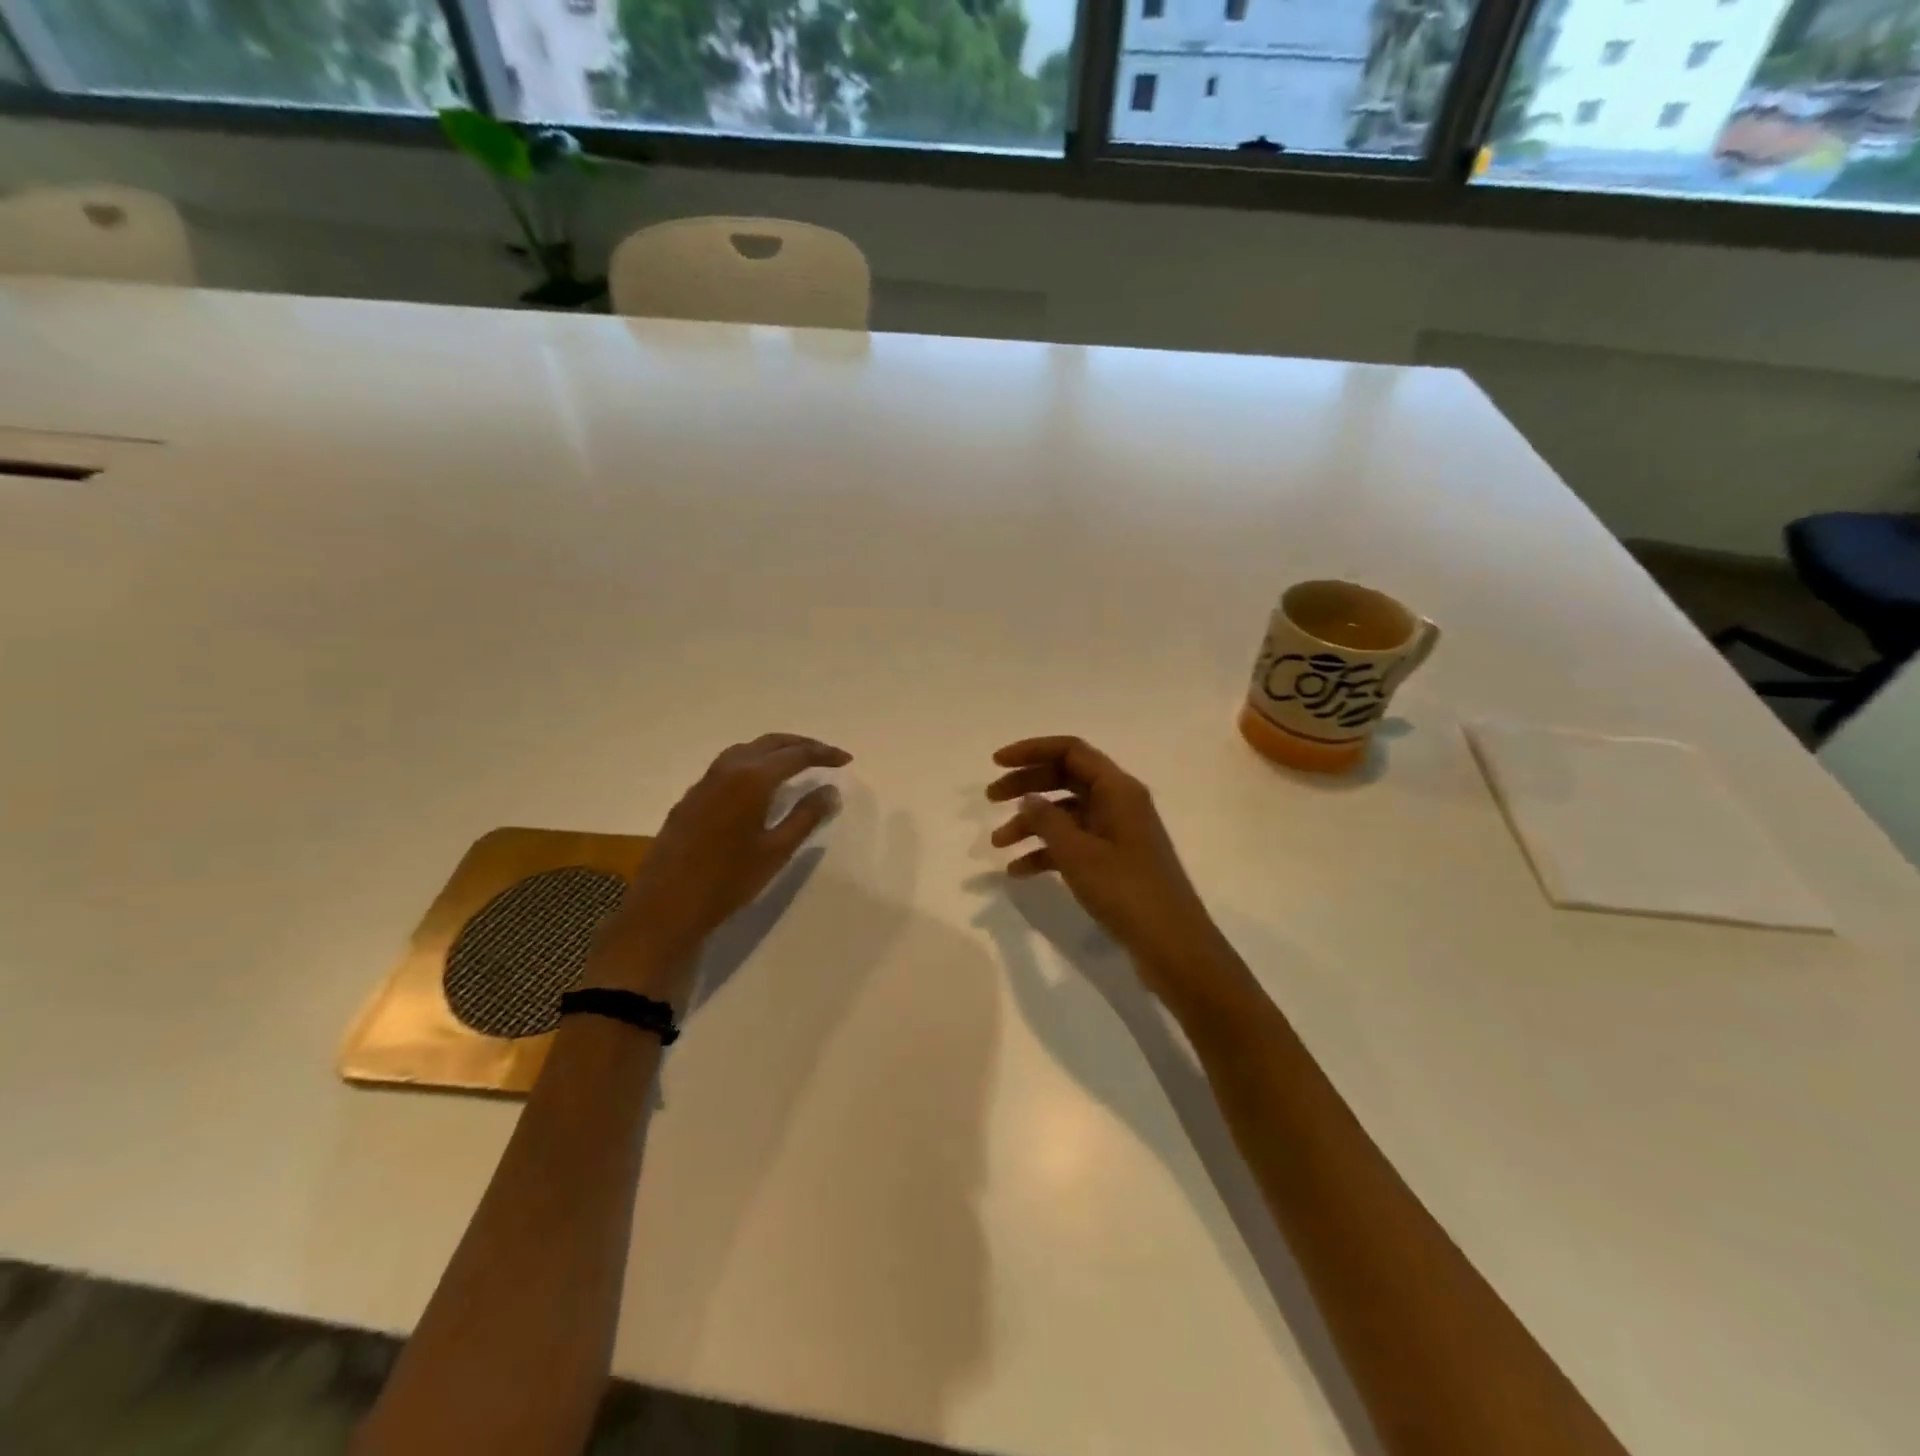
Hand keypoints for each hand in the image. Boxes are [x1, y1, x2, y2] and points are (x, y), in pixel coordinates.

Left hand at [584, 734, 850, 1003]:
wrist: (666, 907)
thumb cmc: (728, 881)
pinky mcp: (691, 797)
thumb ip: (806, 816)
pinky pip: (728, 765)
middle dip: (801, 744)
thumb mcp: (776, 851)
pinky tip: (759, 784)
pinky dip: (753, 762)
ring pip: (746, 750)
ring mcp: (705, 782)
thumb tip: (830, 790)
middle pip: (770, 743)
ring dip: (775, 750)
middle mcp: (727, 770)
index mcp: (751, 779)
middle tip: (826, 755)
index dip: (823, 754)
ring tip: (796, 763)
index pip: (795, 755)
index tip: (846, 760)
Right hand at [987, 736, 1235, 999]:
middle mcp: (1119, 802)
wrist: (1173, 946)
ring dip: (1031, 823)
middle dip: (1026, 785)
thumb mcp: (1079, 853)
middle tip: (990, 798)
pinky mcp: (1115, 860)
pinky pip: (1074, 842)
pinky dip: (1046, 851)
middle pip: (1065, 778)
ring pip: (1066, 813)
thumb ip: (1047, 820)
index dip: (1031, 751)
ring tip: (998, 844)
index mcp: (1118, 789)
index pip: (1070, 751)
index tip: (996, 763)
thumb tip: (1028, 797)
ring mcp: (1118, 832)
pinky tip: (1019, 871)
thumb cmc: (1126, 891)